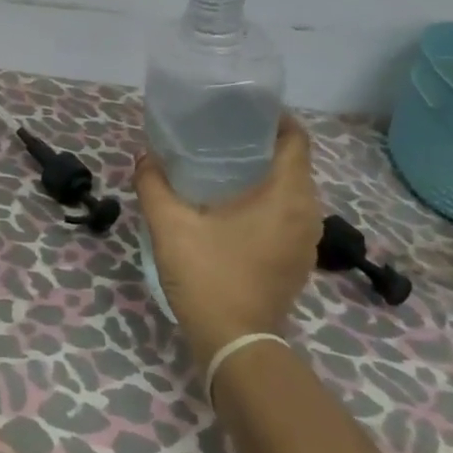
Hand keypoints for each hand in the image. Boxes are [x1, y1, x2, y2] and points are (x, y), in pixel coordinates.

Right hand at [134, 113, 322, 361]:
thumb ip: (154, 184)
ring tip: (225, 165)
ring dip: (266, 173)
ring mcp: (305, 239)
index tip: (242, 110)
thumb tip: (145, 156)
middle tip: (223, 133)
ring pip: (293, 190)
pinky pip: (289, 213)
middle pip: (295, 162)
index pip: (297, 139)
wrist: (235, 343)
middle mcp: (307, 212)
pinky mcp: (297, 259)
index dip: (274, 118)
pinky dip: (268, 199)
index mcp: (286, 196)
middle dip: (264, 143)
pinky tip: (233, 205)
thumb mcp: (170, 225)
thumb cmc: (208, 276)